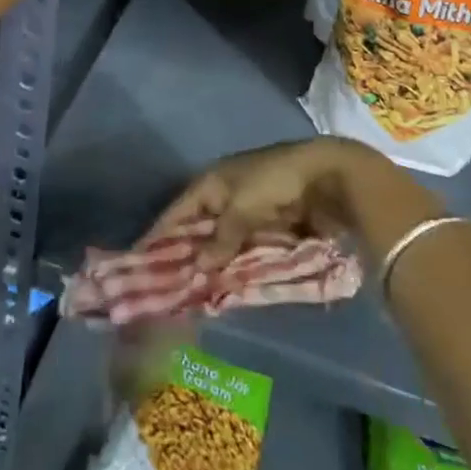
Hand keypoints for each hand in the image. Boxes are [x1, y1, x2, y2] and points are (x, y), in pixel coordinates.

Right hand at [156, 138, 447, 269]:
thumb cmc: (275, 183)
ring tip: (196, 293)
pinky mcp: (272, 226)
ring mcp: (250, 211)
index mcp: (214, 181)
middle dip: (188, 254)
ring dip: (215, 263)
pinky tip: (229, 285)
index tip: (142, 258)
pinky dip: (239, 264)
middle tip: (170, 285)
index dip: (162, 232)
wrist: (328, 176)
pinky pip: (247, 248)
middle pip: (200, 228)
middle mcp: (227, 194)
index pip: (179, 210)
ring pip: (224, 242)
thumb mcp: (241, 208)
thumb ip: (220, 238)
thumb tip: (198, 266)